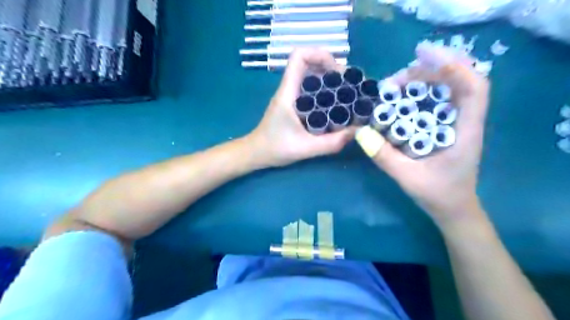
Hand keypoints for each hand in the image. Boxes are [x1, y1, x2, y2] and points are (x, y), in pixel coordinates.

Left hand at [246, 48, 354, 166]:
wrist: (256, 154)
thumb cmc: (275, 149)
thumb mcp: (305, 148)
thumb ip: (331, 143)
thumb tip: (357, 131)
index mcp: (288, 92)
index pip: (299, 56)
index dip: (320, 55)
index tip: (338, 71)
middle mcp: (289, 89)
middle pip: (309, 64)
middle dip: (331, 68)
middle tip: (350, 85)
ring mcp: (291, 96)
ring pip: (311, 76)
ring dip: (330, 80)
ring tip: (347, 93)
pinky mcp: (294, 104)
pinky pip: (311, 90)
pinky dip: (325, 91)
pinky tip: (336, 105)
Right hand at [355, 43, 489, 225]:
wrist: (454, 210)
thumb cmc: (438, 195)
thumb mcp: (407, 177)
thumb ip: (385, 157)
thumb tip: (361, 133)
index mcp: (466, 133)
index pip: (474, 89)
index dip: (454, 67)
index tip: (424, 58)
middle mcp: (466, 122)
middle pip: (459, 82)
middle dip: (429, 72)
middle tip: (397, 78)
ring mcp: (457, 123)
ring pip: (448, 90)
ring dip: (424, 81)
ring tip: (396, 84)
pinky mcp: (446, 127)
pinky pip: (437, 102)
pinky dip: (422, 93)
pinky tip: (403, 97)